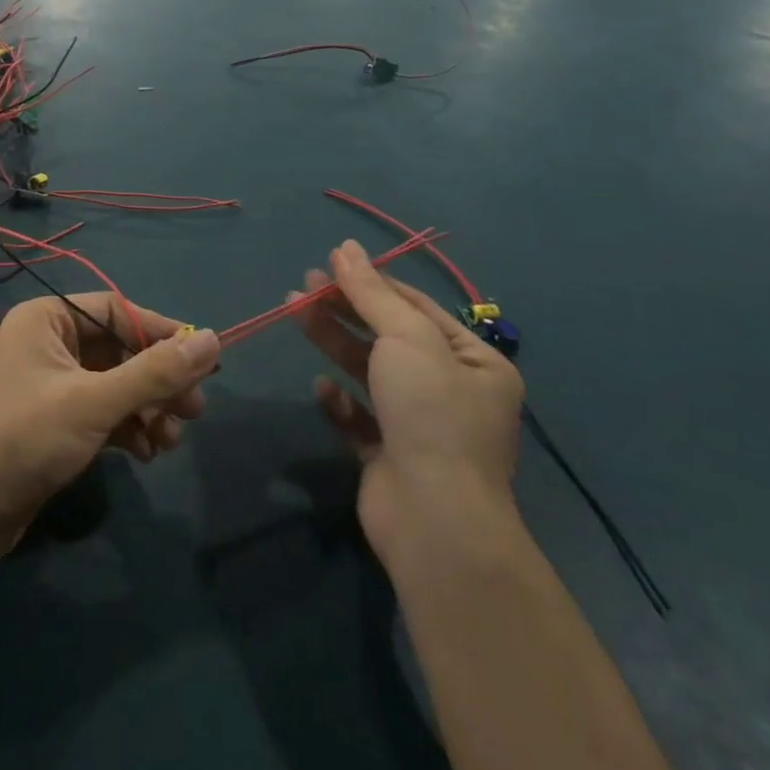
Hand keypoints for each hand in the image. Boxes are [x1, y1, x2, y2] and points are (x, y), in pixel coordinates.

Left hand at [0, 294, 218, 559]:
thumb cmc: (26, 438)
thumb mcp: (95, 402)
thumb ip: (155, 373)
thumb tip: (214, 341)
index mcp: (48, 318)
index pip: (117, 311)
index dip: (160, 333)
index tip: (202, 361)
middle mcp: (49, 342)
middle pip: (119, 349)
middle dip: (157, 380)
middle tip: (195, 410)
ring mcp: (51, 383)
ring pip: (115, 384)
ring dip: (146, 409)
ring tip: (170, 441)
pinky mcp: (54, 421)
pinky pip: (102, 411)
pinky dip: (127, 427)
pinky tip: (146, 453)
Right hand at [293, 241, 523, 550]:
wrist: (434, 521)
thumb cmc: (431, 414)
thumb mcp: (405, 338)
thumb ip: (371, 292)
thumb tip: (346, 247)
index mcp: (475, 362)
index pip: (417, 307)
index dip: (373, 281)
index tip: (330, 262)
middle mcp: (453, 392)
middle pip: (389, 336)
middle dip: (346, 308)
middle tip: (303, 285)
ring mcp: (421, 427)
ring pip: (370, 372)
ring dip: (334, 341)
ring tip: (294, 312)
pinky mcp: (390, 458)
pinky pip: (361, 418)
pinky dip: (340, 401)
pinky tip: (321, 388)